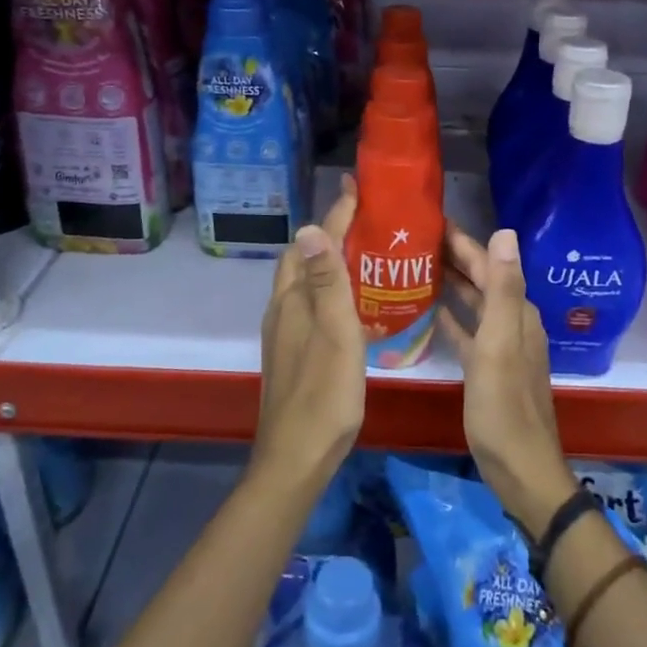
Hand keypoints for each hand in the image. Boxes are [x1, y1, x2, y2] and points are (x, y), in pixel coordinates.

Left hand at [254, 180, 365, 496]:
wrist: (296, 456)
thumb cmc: (324, 394)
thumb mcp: (334, 334)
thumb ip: (326, 283)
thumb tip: (310, 228)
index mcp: (292, 301)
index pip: (312, 245)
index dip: (334, 216)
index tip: (356, 190)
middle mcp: (282, 310)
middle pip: (301, 260)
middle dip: (328, 234)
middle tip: (364, 222)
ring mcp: (284, 334)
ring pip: (304, 283)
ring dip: (327, 262)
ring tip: (363, 256)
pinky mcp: (292, 353)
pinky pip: (310, 305)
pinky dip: (328, 290)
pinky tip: (352, 305)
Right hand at [439, 224, 576, 538]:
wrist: (520, 469)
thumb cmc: (504, 408)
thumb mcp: (500, 345)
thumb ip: (502, 289)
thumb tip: (506, 231)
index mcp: (516, 313)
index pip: (488, 263)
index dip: (462, 240)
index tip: (430, 219)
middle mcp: (512, 322)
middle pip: (480, 279)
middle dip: (452, 257)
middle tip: (412, 239)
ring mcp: (500, 346)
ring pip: (473, 303)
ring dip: (450, 283)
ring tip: (415, 267)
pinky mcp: (488, 368)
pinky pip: (466, 331)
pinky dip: (450, 317)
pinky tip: (428, 311)